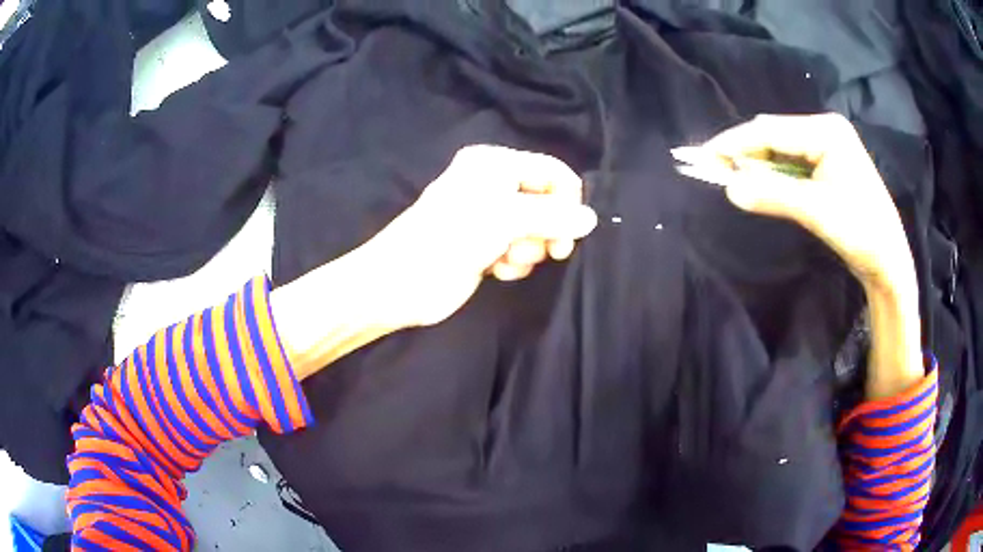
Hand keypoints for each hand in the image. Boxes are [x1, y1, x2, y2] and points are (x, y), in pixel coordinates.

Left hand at [272, 145, 596, 378]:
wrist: (401, 282)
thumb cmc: (450, 237)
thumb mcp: (504, 219)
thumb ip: (552, 217)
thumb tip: (592, 219)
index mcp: (495, 164)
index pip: (552, 172)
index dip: (568, 200)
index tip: (572, 231)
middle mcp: (494, 185)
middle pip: (547, 202)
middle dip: (547, 229)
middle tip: (551, 251)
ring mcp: (489, 217)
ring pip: (535, 230)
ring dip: (530, 249)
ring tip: (507, 258)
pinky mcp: (486, 245)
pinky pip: (519, 250)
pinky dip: (515, 262)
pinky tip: (498, 270)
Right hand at [677, 113, 922, 398]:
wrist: (889, 260)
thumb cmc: (862, 233)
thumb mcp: (817, 212)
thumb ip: (774, 195)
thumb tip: (730, 188)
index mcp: (827, 131)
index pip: (771, 130)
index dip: (736, 142)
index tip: (704, 155)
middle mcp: (825, 130)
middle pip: (774, 135)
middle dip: (744, 151)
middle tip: (713, 168)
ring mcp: (828, 146)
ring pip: (781, 148)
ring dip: (757, 163)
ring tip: (730, 175)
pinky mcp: (828, 164)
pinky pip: (792, 162)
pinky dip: (773, 173)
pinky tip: (761, 182)